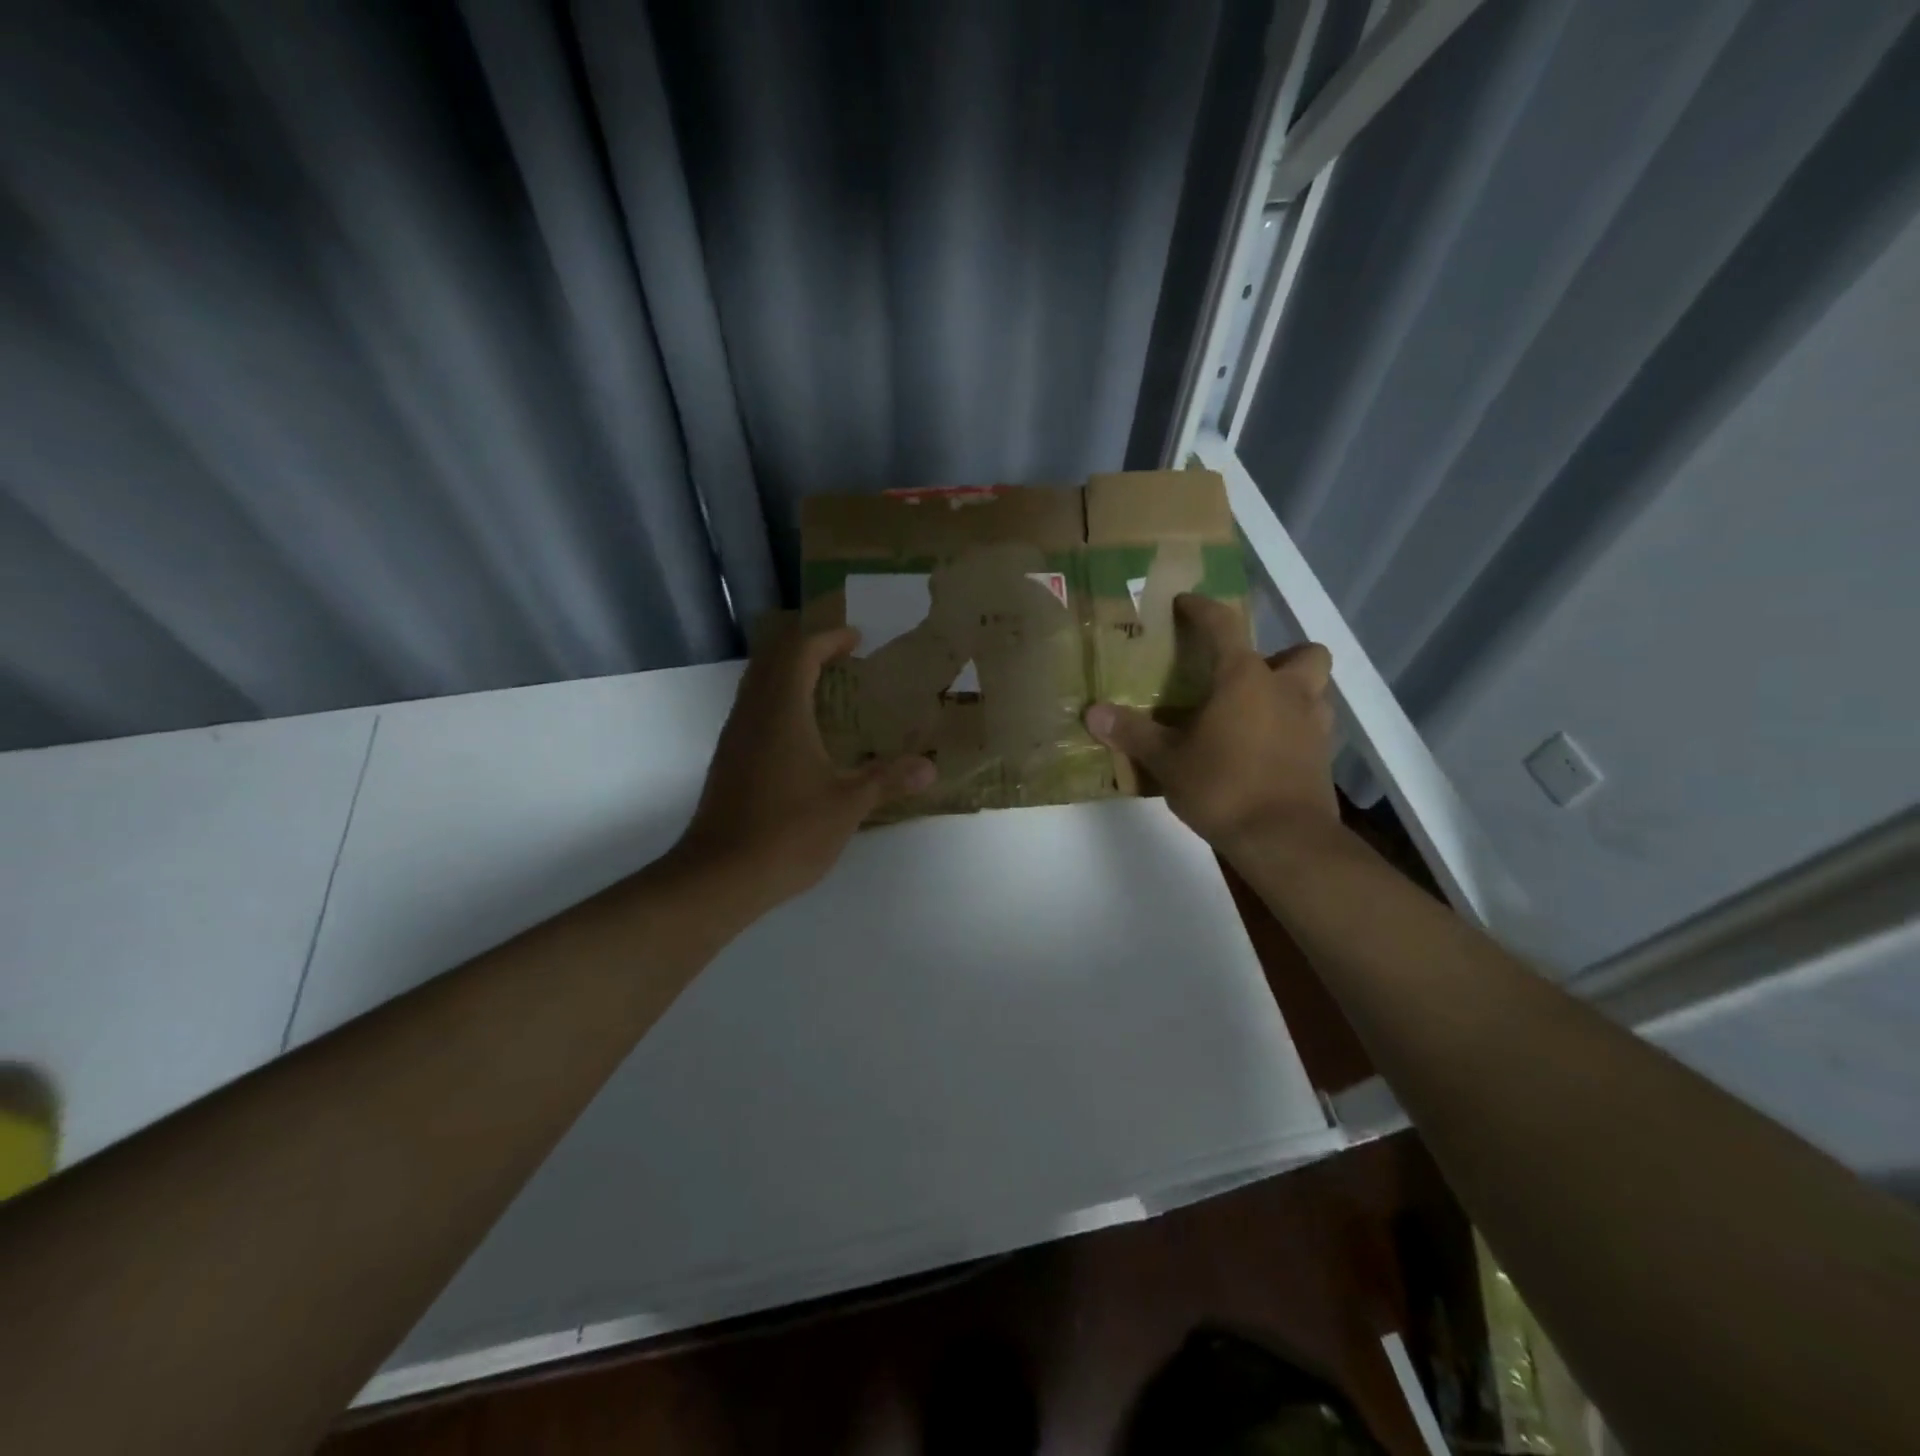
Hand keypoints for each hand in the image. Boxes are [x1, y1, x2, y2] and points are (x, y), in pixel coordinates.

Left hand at [669, 616, 935, 913]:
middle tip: (841, 655)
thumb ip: (888, 779)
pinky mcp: (728, 761)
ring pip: (757, 684)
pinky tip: (801, 731)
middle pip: (772, 659)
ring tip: (826, 686)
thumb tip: (929, 766)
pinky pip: (752, 710)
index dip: (828, 638)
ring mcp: (735, 737)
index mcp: (782, 712)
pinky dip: (777, 701)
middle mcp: (752, 714)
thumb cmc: (788, 831)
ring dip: (788, 673)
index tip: (856, 638)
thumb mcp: (848, 804)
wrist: (720, 875)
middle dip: (805, 648)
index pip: (800, 652)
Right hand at [1084, 593, 1337, 855]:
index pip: (1223, 626)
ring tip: (1259, 713)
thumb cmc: (1223, 787)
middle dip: (1281, 655)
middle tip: (1247, 677)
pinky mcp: (1324, 757)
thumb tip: (1092, 712)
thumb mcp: (1167, 761)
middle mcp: (1287, 690)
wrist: (1284, 839)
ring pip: (1316, 689)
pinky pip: (1314, 727)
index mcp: (1244, 678)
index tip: (1186, 603)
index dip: (1203, 610)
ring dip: (1294, 691)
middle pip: (1303, 653)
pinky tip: (1269, 750)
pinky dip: (1295, 729)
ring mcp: (1313, 723)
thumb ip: (1133, 733)